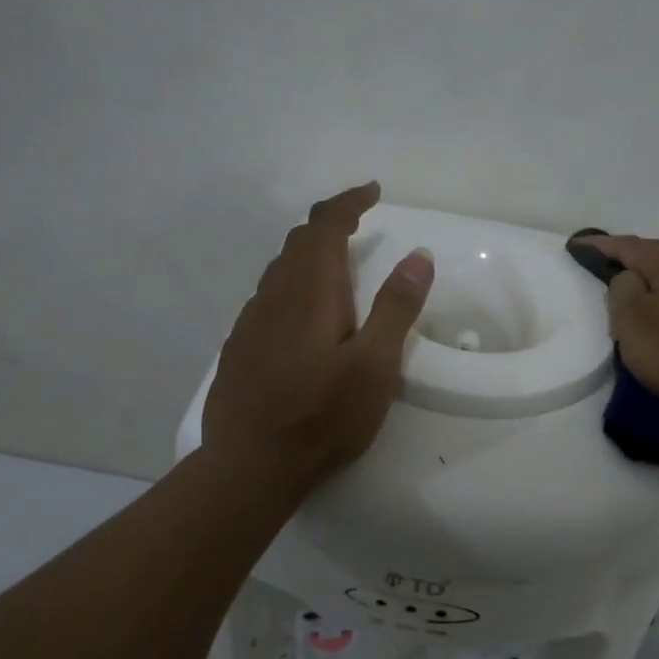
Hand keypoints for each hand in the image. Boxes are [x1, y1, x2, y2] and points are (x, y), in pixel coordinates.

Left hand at [203, 183, 433, 488]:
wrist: (250, 466)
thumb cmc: (323, 416)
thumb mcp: (376, 366)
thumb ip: (397, 308)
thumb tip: (418, 255)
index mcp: (309, 293)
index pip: (324, 226)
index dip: (348, 202)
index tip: (372, 191)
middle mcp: (273, 297)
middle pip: (297, 243)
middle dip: (329, 224)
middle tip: (359, 225)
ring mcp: (250, 323)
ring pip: (279, 271)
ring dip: (308, 256)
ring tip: (336, 267)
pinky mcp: (240, 349)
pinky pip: (267, 299)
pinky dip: (292, 286)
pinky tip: (302, 317)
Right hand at [571, 235, 658, 429]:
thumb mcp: (631, 320)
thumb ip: (622, 289)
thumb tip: (629, 278)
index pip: (629, 245)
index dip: (600, 244)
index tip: (576, 244)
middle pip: (655, 255)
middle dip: (626, 254)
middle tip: (600, 259)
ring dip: (648, 275)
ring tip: (628, 283)